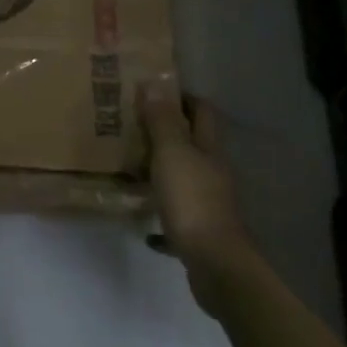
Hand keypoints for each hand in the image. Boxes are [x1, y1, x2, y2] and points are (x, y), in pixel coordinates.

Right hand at [140, 82, 252, 304]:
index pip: (201, 111)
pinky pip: (177, 217)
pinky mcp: (201, 232)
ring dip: (162, 172)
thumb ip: (161, 120)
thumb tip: (154, 82)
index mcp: (209, 149)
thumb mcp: (171, 153)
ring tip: (131, 168)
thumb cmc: (192, 199)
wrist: (215, 264)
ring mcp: (209, 203)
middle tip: (133, 127)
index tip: (153, 92)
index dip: (182, 97)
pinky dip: (162, 216)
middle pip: (193, 144)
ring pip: (185, 178)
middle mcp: (213, 172)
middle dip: (167, 133)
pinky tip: (144, 226)